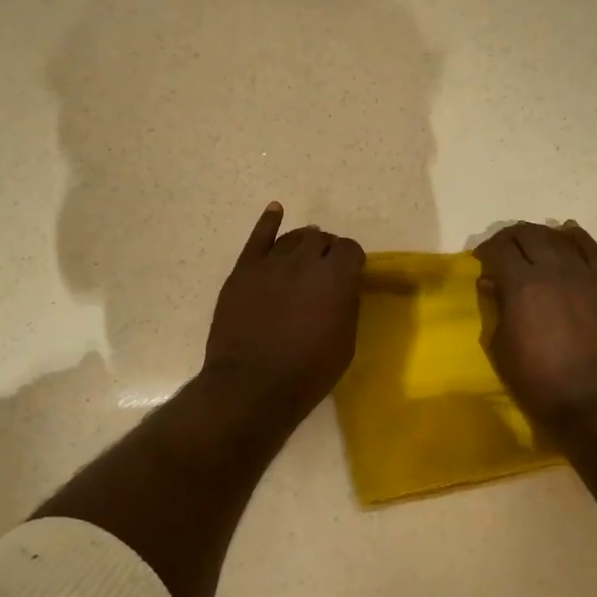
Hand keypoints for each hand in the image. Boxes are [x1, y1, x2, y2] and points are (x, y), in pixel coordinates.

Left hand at [204, 203, 365, 418]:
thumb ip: (348, 305)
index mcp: (336, 278)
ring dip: (304, 242)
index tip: (350, 275)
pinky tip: (276, 210)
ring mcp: (271, 263)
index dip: (352, 261)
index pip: (350, 249)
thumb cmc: (307, 373)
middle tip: (325, 271)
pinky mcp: (244, 270)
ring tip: (305, 254)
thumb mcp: (345, 343)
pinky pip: (258, 237)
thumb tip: (345, 286)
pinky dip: (269, 221)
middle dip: (327, 251)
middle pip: (321, 239)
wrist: (251, 386)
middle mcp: (305, 261)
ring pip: (294, 237)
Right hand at [475, 221, 596, 433]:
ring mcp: (585, 274)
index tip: (482, 261)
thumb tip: (491, 282)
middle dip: (510, 237)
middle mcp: (553, 269)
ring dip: (541, 235)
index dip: (486, 251)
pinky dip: (576, 237)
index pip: (500, 250)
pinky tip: (567, 234)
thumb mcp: (503, 348)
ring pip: (559, 237)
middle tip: (503, 250)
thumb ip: (497, 309)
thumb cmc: (540, 381)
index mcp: (522, 285)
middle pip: (528, 235)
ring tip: (533, 243)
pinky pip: (592, 249)